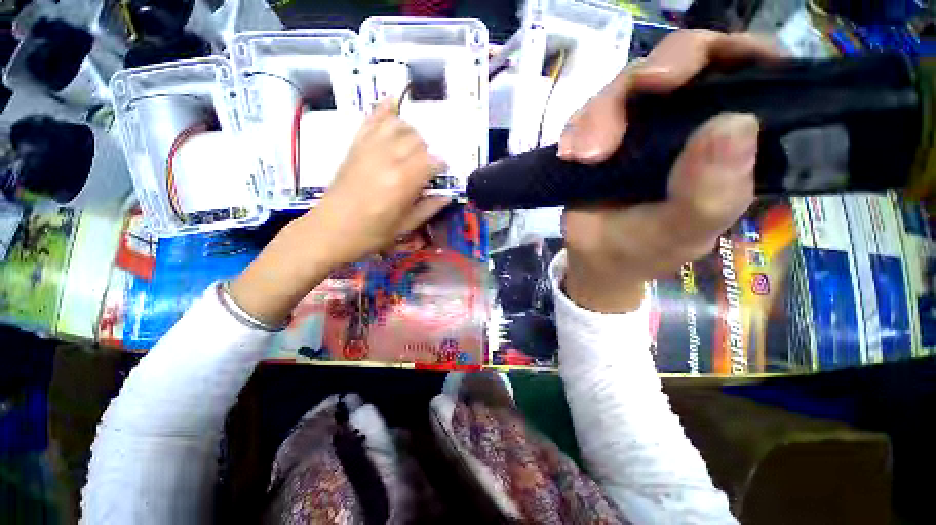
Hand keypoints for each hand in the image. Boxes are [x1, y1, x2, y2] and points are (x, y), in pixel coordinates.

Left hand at [230, 99, 448, 324]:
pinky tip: (392, 103)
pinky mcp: (354, 147)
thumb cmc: (369, 235)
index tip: (443, 173)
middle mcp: (387, 159)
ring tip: (413, 146)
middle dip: (427, 151)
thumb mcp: (403, 228)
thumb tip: (447, 196)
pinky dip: (383, 110)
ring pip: (398, 125)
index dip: (441, 165)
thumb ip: (427, 209)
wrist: (327, 231)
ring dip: (411, 132)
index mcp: (402, 182)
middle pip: (417, 140)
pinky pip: (370, 121)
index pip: (432, 161)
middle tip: (425, 166)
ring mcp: (368, 149)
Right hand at [558, 30, 781, 312]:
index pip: (750, 69)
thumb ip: (711, 193)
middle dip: (646, 78)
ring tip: (582, 156)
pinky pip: (589, 110)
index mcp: (730, 140)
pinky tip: (570, 155)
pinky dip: (577, 127)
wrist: (595, 258)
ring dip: (599, 114)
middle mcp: (692, 118)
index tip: (690, 74)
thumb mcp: (682, 232)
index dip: (730, 52)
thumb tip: (735, 123)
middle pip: (679, 58)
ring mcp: (644, 120)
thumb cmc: (644, 250)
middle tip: (621, 119)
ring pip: (627, 83)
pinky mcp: (604, 130)